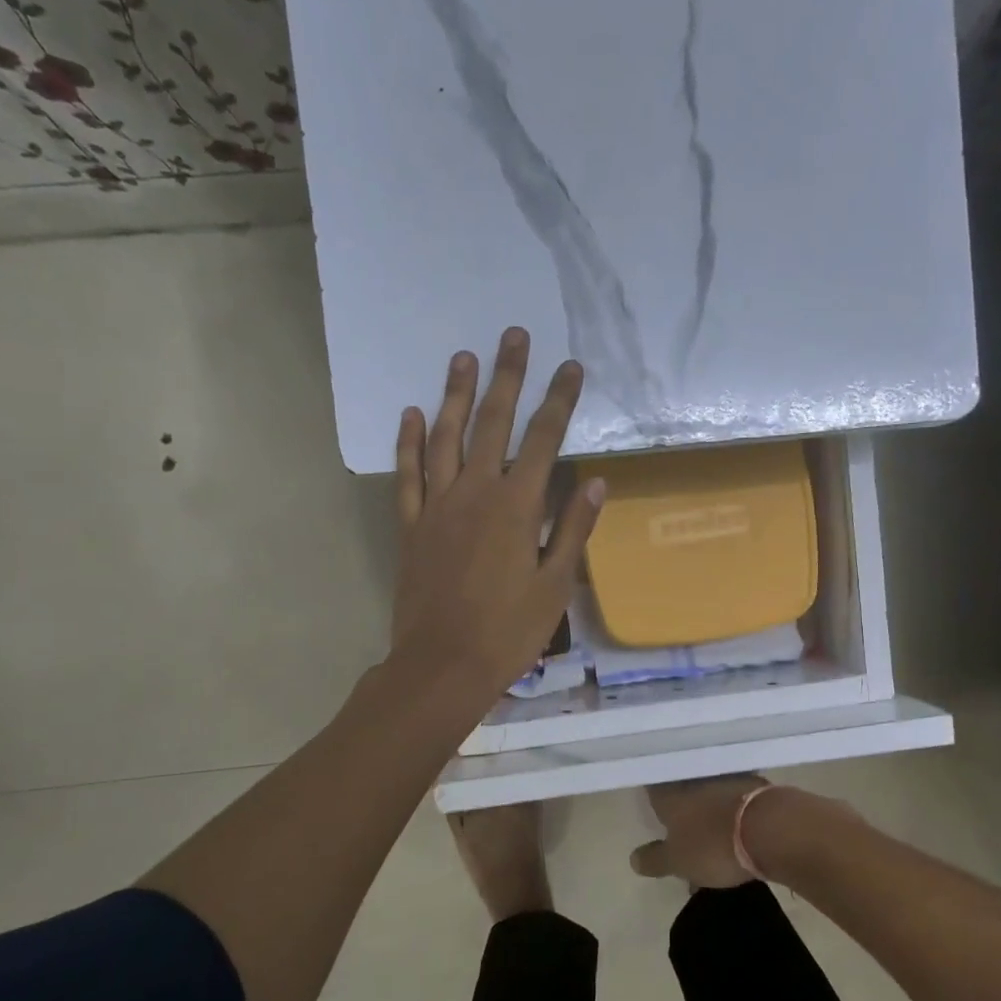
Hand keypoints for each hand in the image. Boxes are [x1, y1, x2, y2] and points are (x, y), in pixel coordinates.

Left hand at [390, 327, 604, 708]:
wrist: (442, 665)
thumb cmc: (508, 631)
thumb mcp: (554, 585)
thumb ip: (572, 529)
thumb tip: (593, 481)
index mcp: (515, 507)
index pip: (544, 440)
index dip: (559, 401)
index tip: (570, 367)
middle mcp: (474, 493)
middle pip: (492, 423)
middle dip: (506, 377)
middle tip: (512, 336)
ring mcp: (437, 506)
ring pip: (445, 438)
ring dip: (455, 395)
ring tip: (463, 357)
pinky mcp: (411, 525)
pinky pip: (408, 474)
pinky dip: (409, 443)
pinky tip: (412, 415)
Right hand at [630, 776, 768, 888]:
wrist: (771, 828)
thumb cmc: (714, 845)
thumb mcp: (677, 862)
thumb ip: (655, 859)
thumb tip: (633, 858)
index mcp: (670, 795)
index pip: (653, 789)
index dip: (652, 798)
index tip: (653, 809)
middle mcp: (695, 781)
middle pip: (683, 791)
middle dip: (681, 810)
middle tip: (682, 832)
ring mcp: (727, 780)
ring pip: (710, 796)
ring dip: (709, 815)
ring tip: (712, 844)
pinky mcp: (756, 788)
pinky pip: (735, 802)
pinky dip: (732, 817)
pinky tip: (736, 836)